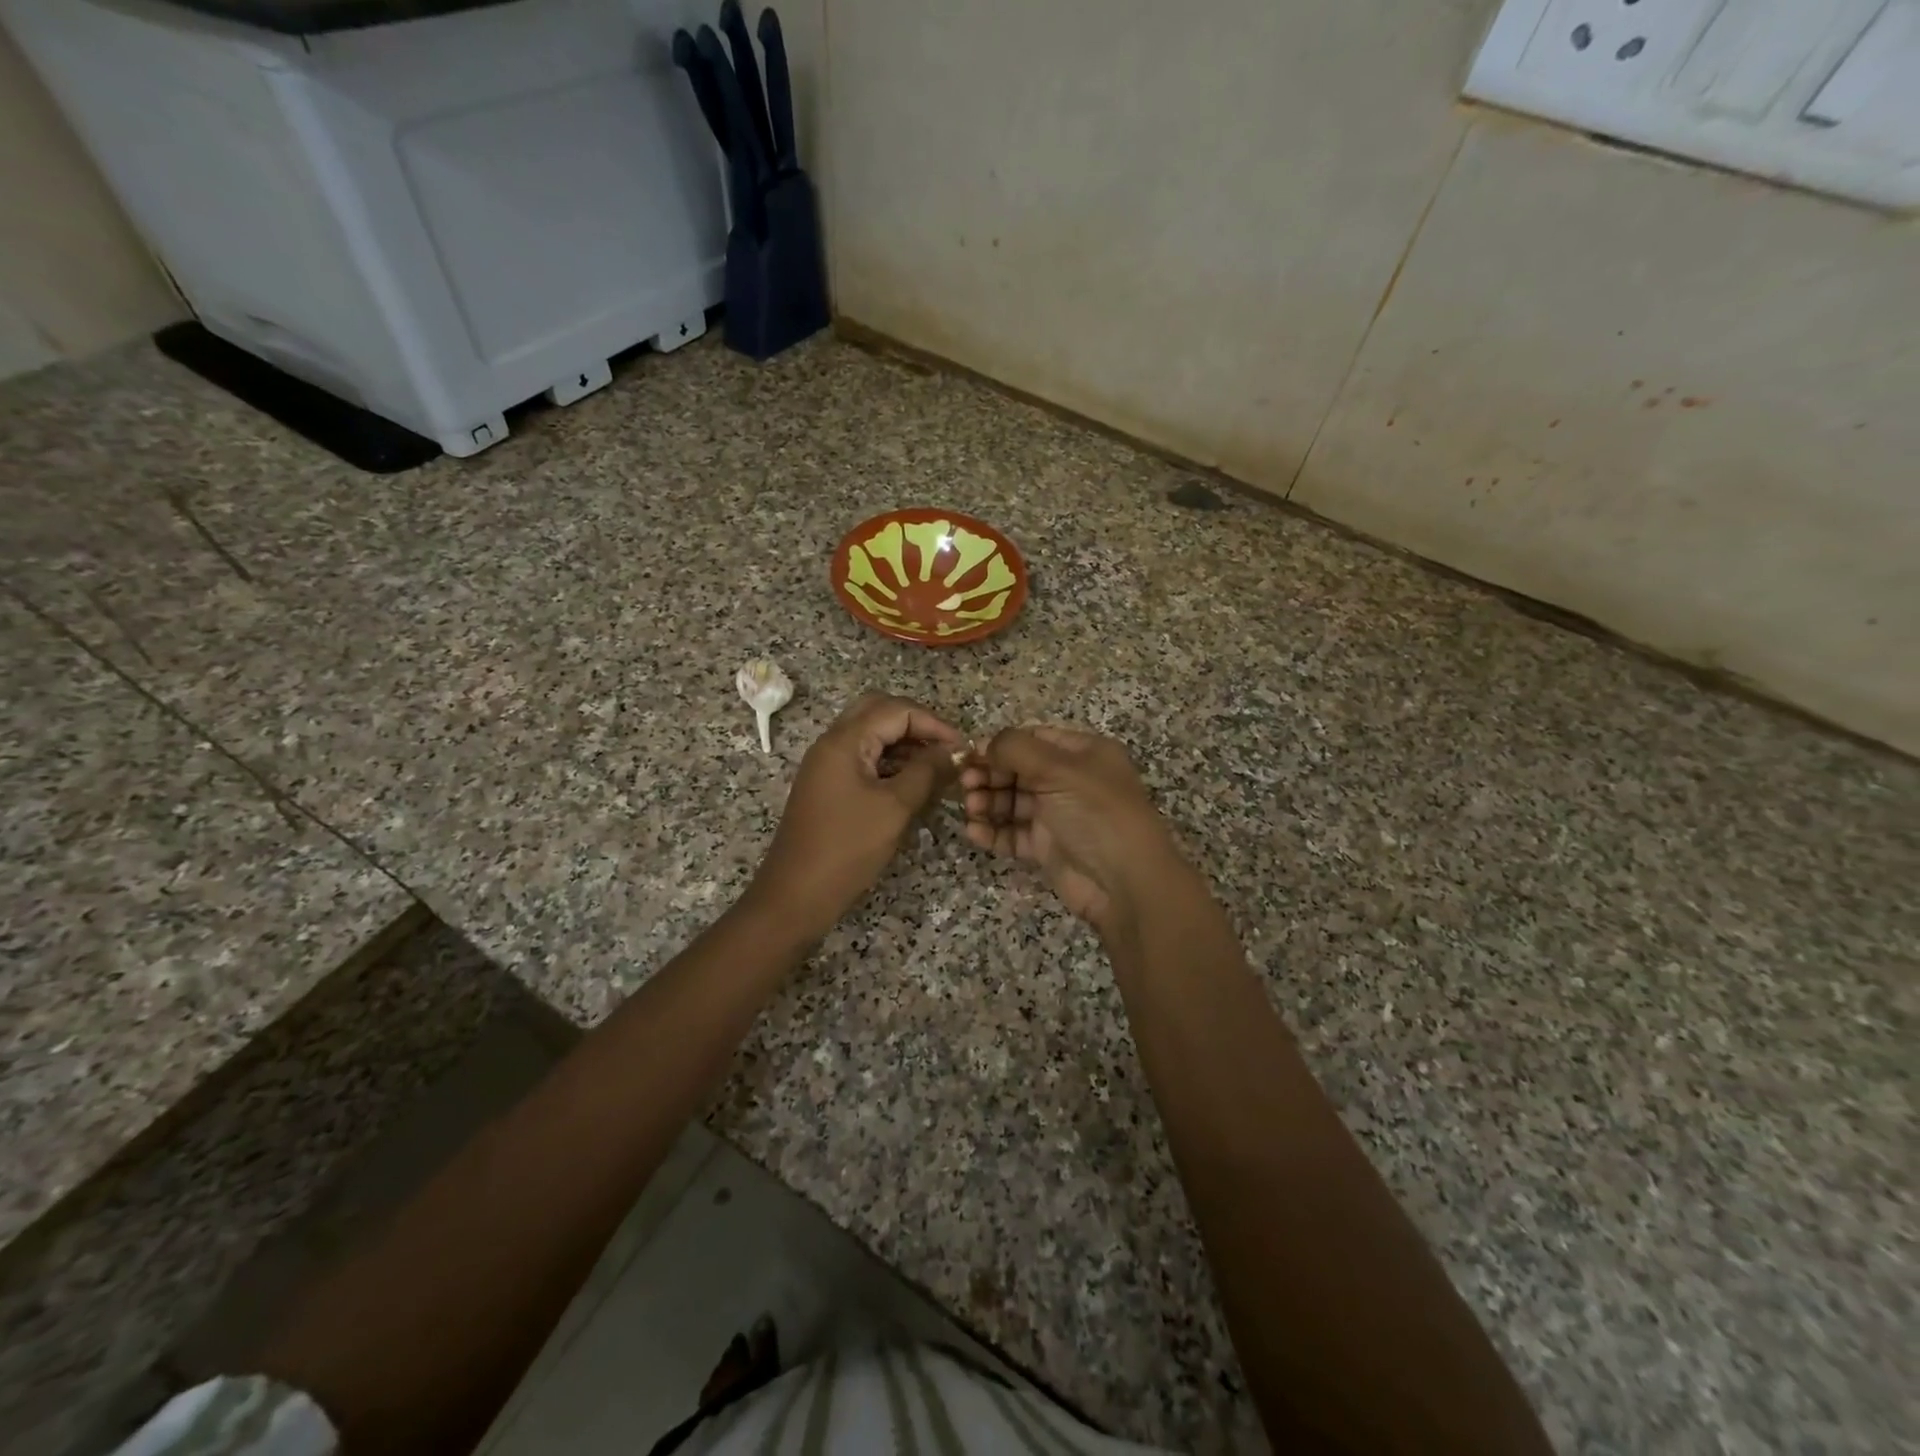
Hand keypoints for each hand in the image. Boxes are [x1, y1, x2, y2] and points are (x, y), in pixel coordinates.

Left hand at [749, 693, 964, 938]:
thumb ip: (927, 772)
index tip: (962, 749)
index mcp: (844, 741)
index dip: (934, 723)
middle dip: (917, 725)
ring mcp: (827, 764)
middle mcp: (832, 743)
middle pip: (879, 712)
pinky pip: (863, 758)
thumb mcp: (895, 808)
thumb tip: (955, 752)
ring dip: (904, 743)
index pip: (896, 710)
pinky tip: (912, 783)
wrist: (795, 895)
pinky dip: (890, 762)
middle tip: (945, 750)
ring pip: (870, 734)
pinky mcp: (828, 785)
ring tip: (936, 769)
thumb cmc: (847, 848)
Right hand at [961, 726, 1181, 936]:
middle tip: (965, 783)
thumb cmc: (1096, 813)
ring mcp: (1058, 815)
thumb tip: (983, 744)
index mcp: (1083, 753)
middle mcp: (1071, 780)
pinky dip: (993, 831)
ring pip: (1012, 802)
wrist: (1125, 883)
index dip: (1001, 745)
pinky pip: (1013, 833)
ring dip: (988, 802)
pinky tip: (974, 832)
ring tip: (972, 808)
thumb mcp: (1059, 769)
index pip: (1034, 739)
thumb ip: (1016, 749)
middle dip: (990, 774)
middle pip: (1019, 770)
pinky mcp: (1047, 847)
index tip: (970, 754)